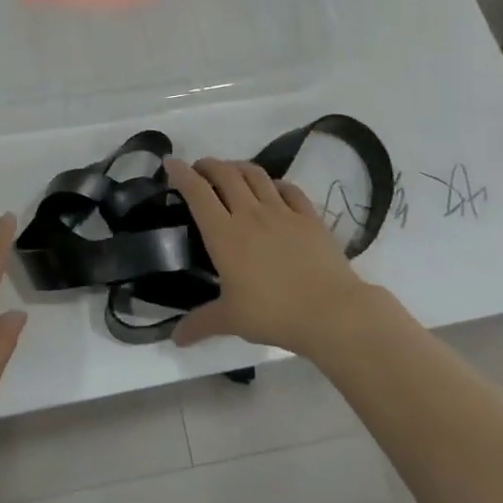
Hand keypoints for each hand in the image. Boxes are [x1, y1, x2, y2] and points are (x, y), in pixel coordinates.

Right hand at [166, 157, 381, 358]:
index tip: (170, 163)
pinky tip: (272, 189)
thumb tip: (175, 340)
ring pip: (256, 174)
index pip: (197, 192)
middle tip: (199, 170)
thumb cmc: (274, 313)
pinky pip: (289, 188)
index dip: (181, 173)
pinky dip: (274, 183)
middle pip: (225, 173)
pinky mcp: (309, 217)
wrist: (331, 312)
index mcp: (224, 233)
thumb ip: (201, 324)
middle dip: (208, 165)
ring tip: (231, 172)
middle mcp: (250, 213)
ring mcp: (282, 211)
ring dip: (238, 167)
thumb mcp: (231, 320)